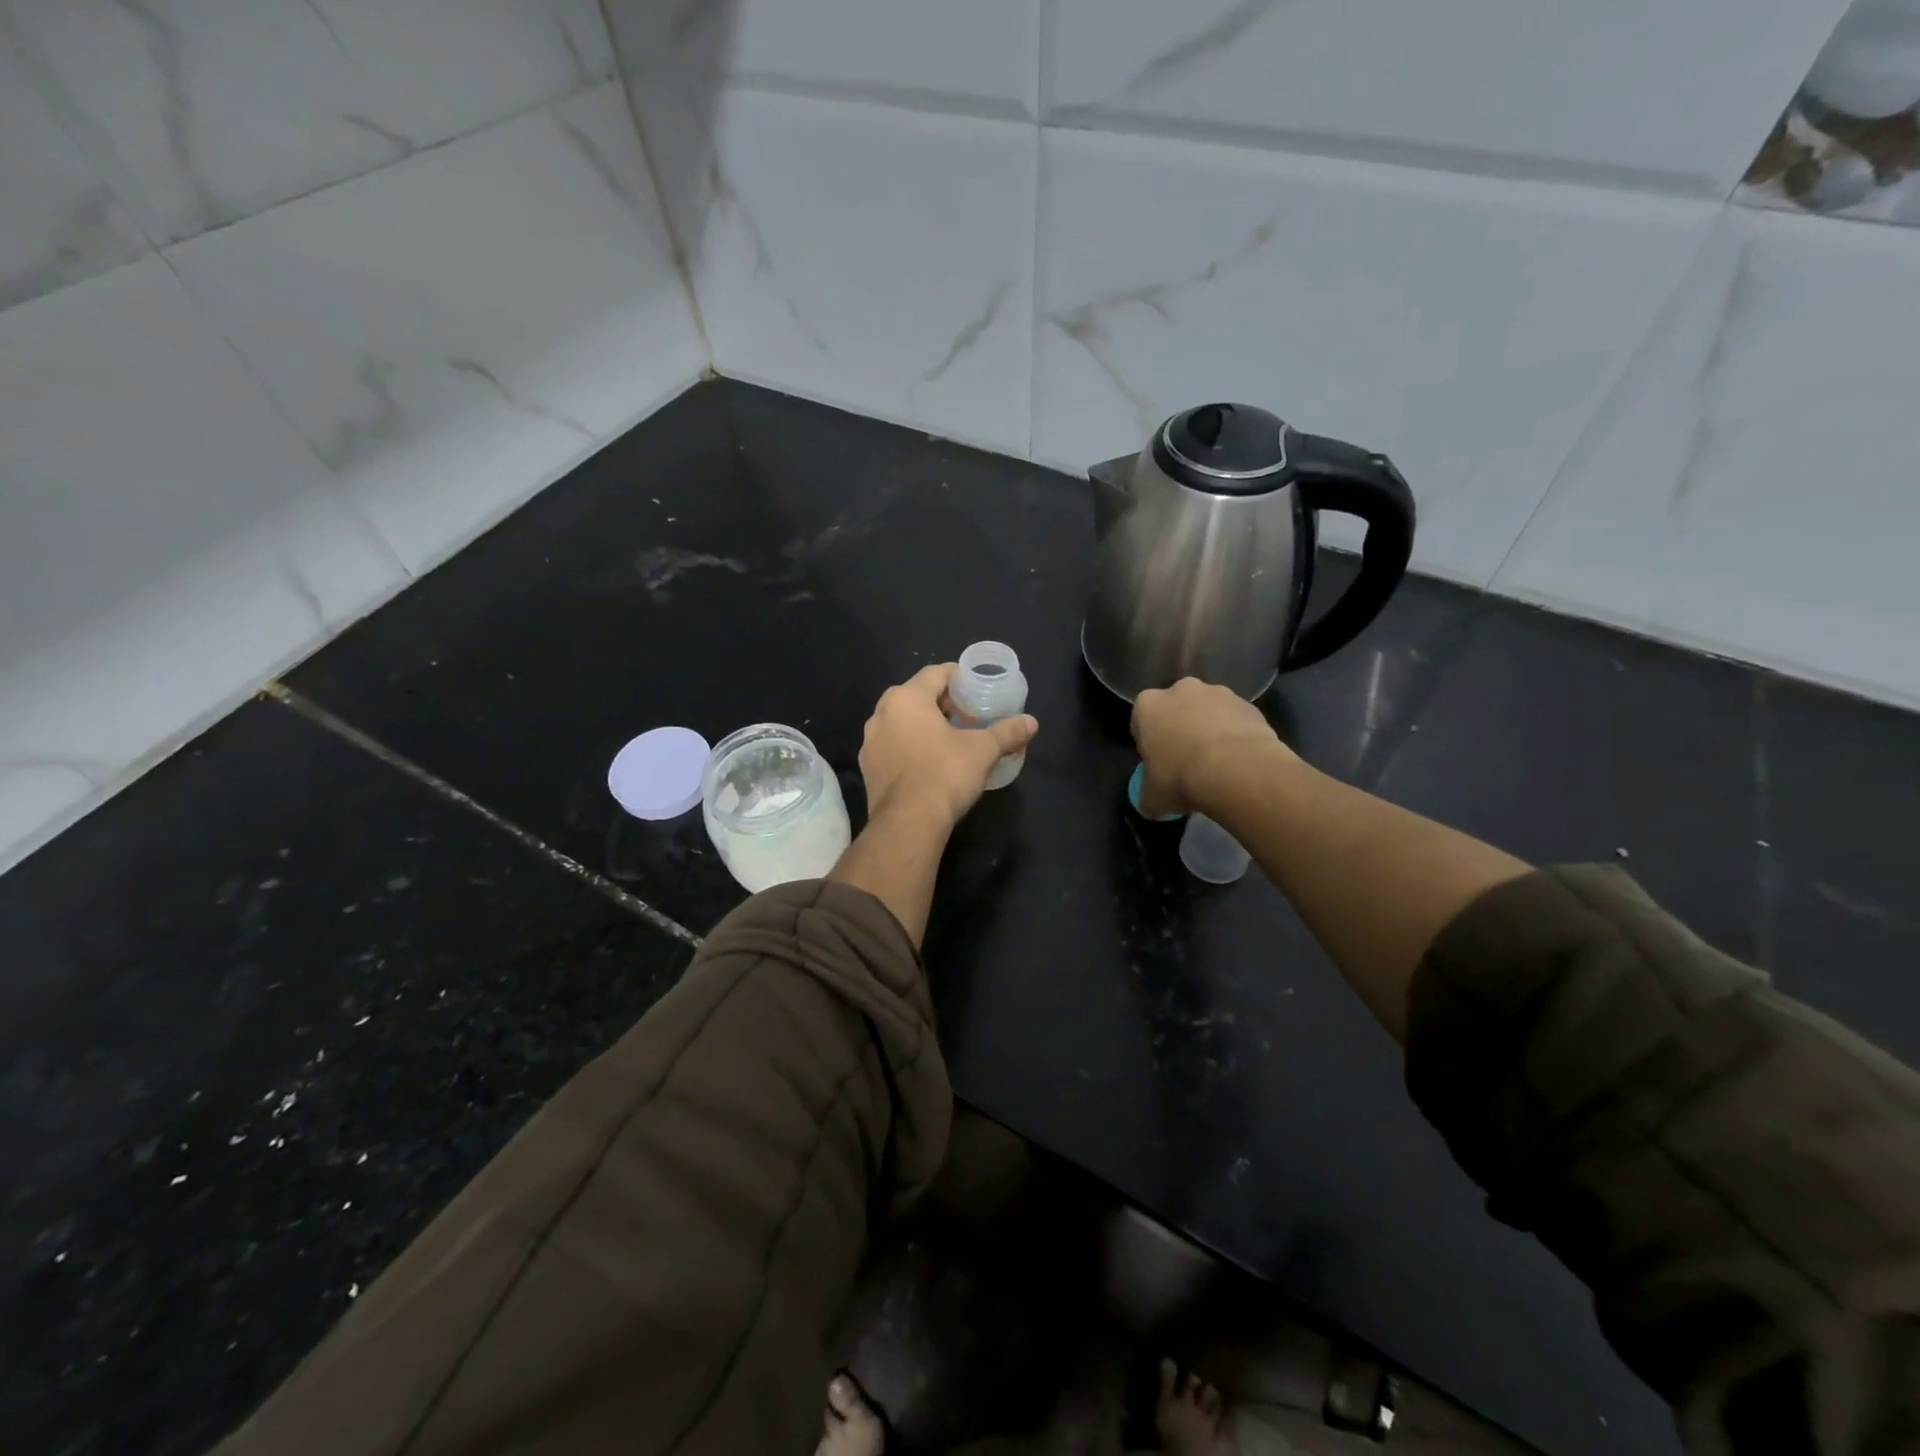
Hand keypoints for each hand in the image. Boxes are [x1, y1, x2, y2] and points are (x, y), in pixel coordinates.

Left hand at [858, 663, 1038, 829]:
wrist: (908, 823)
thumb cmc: (945, 774)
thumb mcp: (983, 750)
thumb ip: (1007, 732)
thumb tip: (1032, 722)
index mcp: (906, 698)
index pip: (935, 673)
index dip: (959, 677)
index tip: (976, 689)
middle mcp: (882, 713)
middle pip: (915, 696)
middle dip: (941, 702)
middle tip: (966, 715)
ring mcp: (870, 742)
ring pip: (900, 721)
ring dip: (923, 725)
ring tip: (949, 739)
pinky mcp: (868, 768)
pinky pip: (892, 746)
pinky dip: (909, 746)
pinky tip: (928, 762)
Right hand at [1131, 677, 1289, 817]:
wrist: (1236, 770)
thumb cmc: (1180, 778)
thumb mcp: (1152, 797)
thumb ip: (1147, 795)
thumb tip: (1151, 804)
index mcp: (1148, 705)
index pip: (1141, 721)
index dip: (1149, 743)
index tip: (1158, 764)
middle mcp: (1181, 689)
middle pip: (1176, 709)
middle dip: (1180, 729)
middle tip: (1187, 762)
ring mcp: (1218, 693)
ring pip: (1209, 712)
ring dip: (1209, 730)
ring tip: (1218, 764)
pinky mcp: (1248, 704)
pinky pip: (1236, 720)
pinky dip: (1235, 735)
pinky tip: (1239, 761)